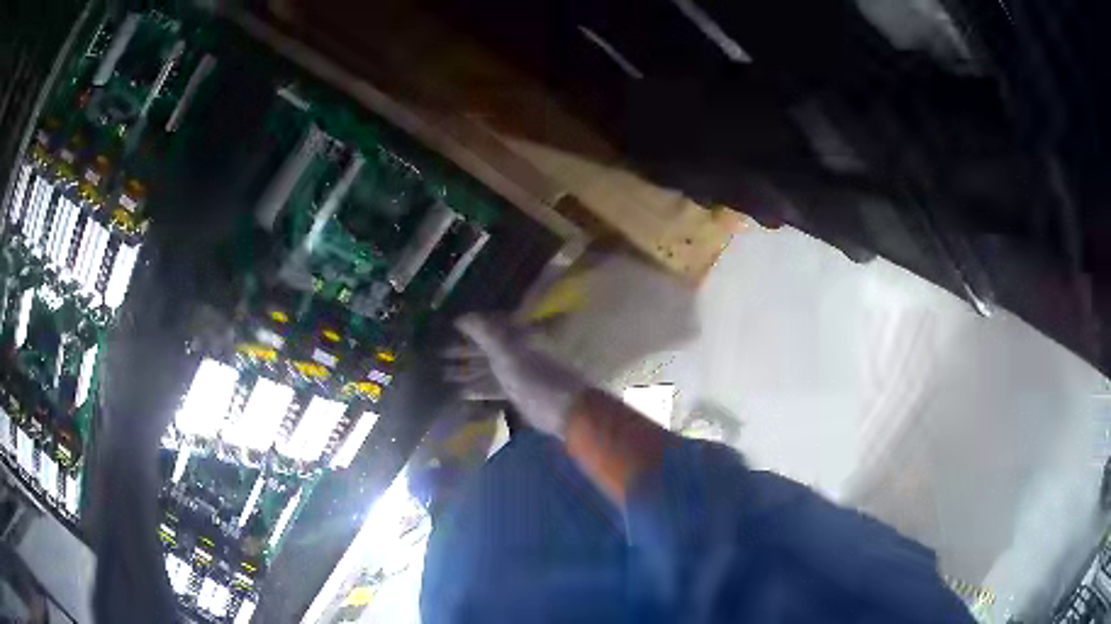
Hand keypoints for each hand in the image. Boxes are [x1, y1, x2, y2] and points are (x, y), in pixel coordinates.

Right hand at [445, 314, 586, 437]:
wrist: (565, 412)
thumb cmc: (536, 379)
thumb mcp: (508, 353)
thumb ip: (485, 333)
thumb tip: (463, 315)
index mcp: (517, 336)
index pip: (488, 325)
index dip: (467, 326)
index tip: (445, 327)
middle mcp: (517, 351)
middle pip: (485, 347)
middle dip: (462, 350)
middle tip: (435, 353)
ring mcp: (518, 373)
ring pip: (487, 368)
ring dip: (466, 370)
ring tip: (440, 374)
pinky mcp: (518, 393)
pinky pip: (493, 387)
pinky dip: (476, 388)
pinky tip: (458, 393)